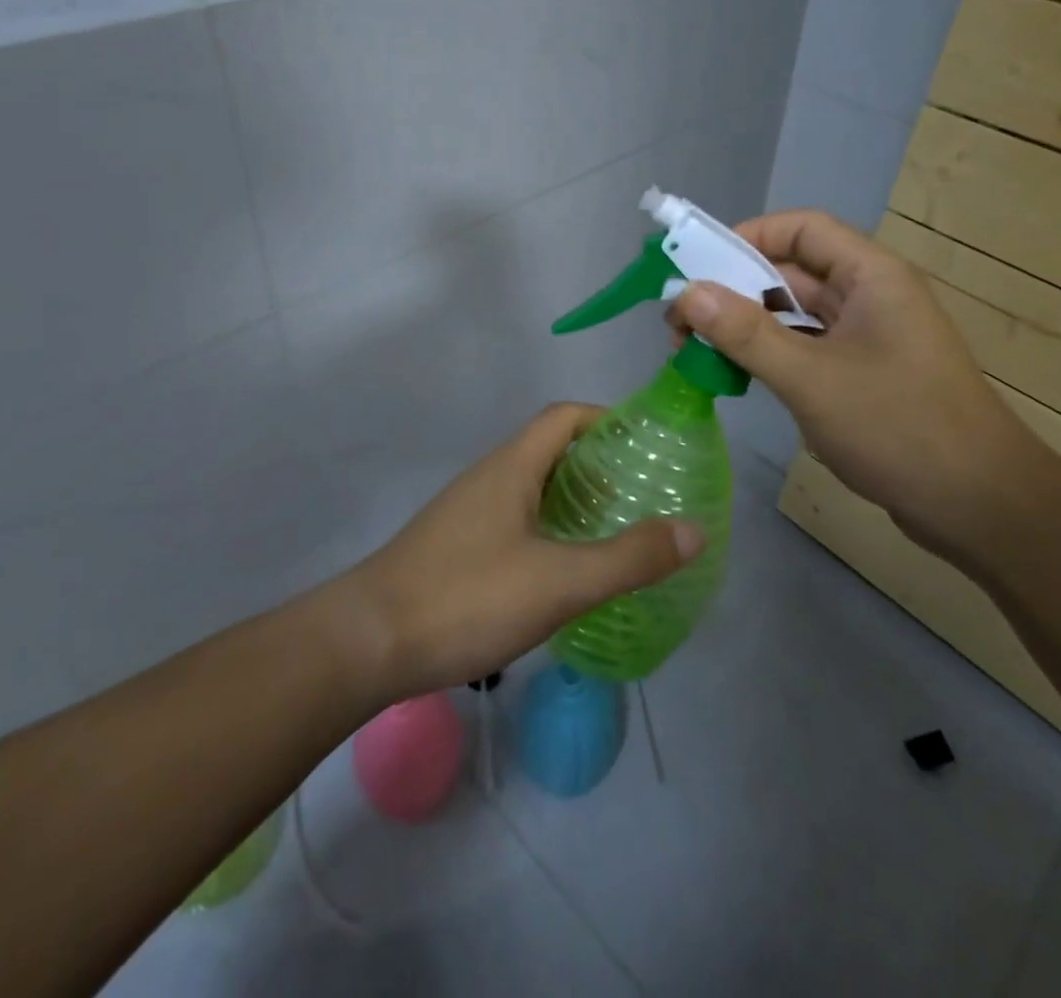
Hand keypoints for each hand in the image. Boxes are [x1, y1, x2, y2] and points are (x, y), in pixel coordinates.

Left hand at [339, 404, 703, 699]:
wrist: (366, 643)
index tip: (646, 446)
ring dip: (573, 500)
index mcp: (512, 467)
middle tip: (643, 495)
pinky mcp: (456, 547)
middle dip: (599, 465)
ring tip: (615, 532)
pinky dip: (549, 530)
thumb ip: (628, 558)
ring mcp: (468, 513)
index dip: (607, 420)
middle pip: (550, 450)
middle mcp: (489, 478)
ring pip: (532, 488)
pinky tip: (563, 571)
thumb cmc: (465, 598)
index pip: (564, 417)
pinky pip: (515, 520)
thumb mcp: (559, 582)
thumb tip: (694, 530)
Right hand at [668, 210, 1044, 562]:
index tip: (696, 266)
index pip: (801, 229)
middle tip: (680, 321)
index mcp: (871, 276)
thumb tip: (686, 293)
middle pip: (792, 271)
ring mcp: (869, 338)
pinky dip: (770, 355)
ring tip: (695, 349)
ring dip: (747, 326)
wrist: (981, 506)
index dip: (747, 236)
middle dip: (734, 289)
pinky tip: (736, 375)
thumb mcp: (811, 378)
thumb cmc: (899, 427)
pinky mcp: (864, 374)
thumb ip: (746, 334)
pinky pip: (806, 348)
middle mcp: (870, 296)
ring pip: (796, 314)